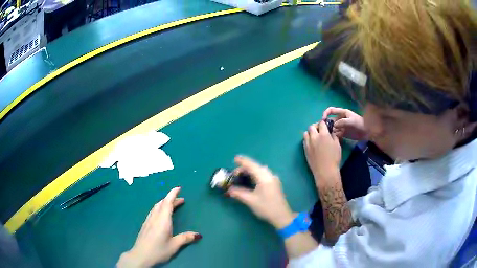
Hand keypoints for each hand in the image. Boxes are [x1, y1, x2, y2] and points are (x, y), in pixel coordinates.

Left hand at [117, 187, 201, 267]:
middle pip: (162, 203)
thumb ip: (185, 238)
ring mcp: (148, 221)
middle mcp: (155, 217)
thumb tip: (198, 234)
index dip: (173, 194)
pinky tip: (160, 215)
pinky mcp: (145, 225)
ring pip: (156, 207)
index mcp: (163, 220)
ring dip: (164, 203)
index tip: (178, 188)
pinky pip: (153, 212)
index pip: (167, 202)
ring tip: (172, 205)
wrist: (141, 255)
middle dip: (171, 199)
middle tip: (181, 200)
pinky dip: (159, 208)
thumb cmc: (159, 250)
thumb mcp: (174, 245)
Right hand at [227, 156, 294, 228]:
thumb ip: (239, 193)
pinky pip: (263, 174)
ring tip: (241, 176)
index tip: (235, 158)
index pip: (252, 165)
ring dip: (250, 171)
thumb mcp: (250, 201)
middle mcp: (270, 175)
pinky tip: (251, 180)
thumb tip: (230, 189)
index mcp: (264, 178)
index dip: (243, 161)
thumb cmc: (266, 208)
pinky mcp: (275, 184)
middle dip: (245, 167)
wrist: (281, 216)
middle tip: (235, 174)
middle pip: (256, 167)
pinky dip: (255, 174)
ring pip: (260, 170)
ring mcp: (274, 179)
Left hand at [303, 121, 341, 186]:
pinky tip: (312, 143)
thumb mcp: (337, 145)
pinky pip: (304, 141)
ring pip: (306, 133)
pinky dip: (307, 139)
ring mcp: (308, 144)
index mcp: (323, 135)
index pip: (321, 123)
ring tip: (315, 137)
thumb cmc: (334, 158)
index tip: (326, 126)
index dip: (324, 123)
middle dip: (316, 127)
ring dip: (310, 133)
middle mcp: (314, 137)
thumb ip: (333, 136)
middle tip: (320, 131)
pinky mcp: (305, 150)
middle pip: (311, 127)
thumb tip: (330, 132)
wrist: (325, 172)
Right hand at [322, 107, 366, 140]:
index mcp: (342, 113)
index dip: (325, 113)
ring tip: (326, 136)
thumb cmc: (360, 124)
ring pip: (332, 128)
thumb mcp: (351, 121)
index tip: (323, 120)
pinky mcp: (342, 133)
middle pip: (330, 120)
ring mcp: (341, 126)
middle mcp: (340, 119)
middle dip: (326, 124)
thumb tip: (333, 125)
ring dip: (329, 131)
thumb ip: (342, 122)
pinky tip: (332, 139)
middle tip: (323, 131)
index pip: (331, 110)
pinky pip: (335, 134)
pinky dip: (333, 136)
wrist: (367, 132)